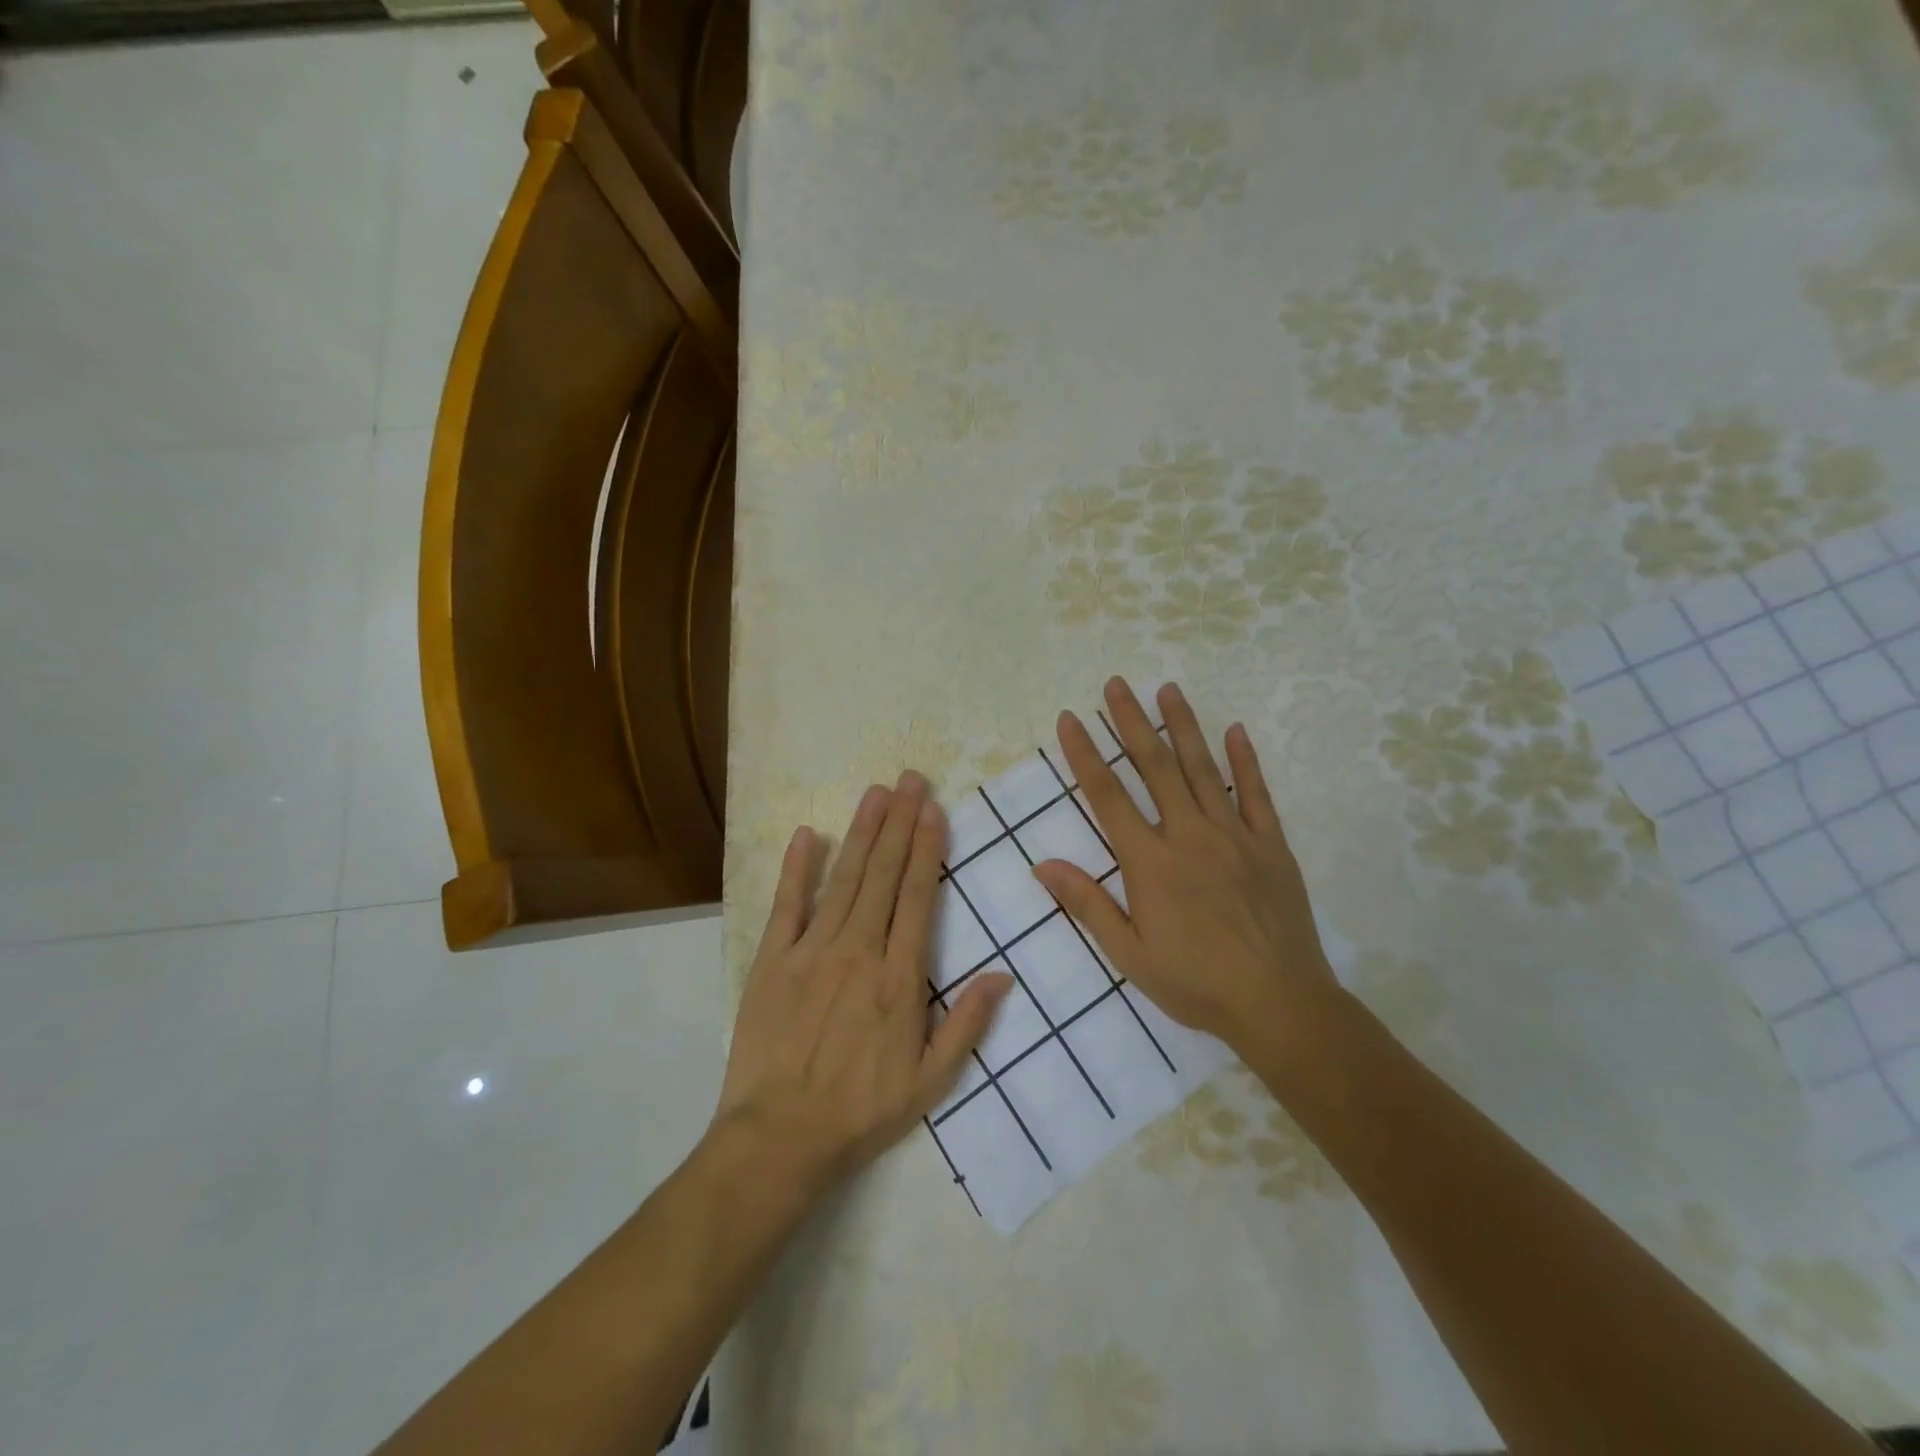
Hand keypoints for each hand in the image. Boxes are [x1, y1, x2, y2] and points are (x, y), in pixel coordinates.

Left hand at [711, 772, 1012, 1204]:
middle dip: (899, 823)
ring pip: (844, 880)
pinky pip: (787, 905)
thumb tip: (1003, 974)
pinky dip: (797, 868)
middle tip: (910, 779)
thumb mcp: (931, 1082)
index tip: (934, 810)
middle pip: (883, 876)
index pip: (917, 897)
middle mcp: (858, 951)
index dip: (927, 849)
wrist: (779, 1138)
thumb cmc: (861, 1110)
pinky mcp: (772, 961)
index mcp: (899, 978)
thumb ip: (968, 1024)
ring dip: (862, 833)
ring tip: (876, 792)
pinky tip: (809, 834)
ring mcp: (811, 952)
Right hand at [1032, 679, 1335, 1048]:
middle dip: (1131, 722)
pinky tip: (1235, 730)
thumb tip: (1042, 865)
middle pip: (1155, 767)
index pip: (1108, 796)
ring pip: (1203, 769)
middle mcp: (1189, 836)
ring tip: (1167, 689)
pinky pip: (1256, 794)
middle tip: (1116, 684)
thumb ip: (1087, 904)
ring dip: (1183, 726)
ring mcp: (1234, 835)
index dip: (1085, 755)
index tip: (1070, 719)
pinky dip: (1245, 760)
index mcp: (1150, 862)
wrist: (1279, 1004)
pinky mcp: (1270, 845)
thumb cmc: (1196, 983)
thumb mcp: (1129, 954)